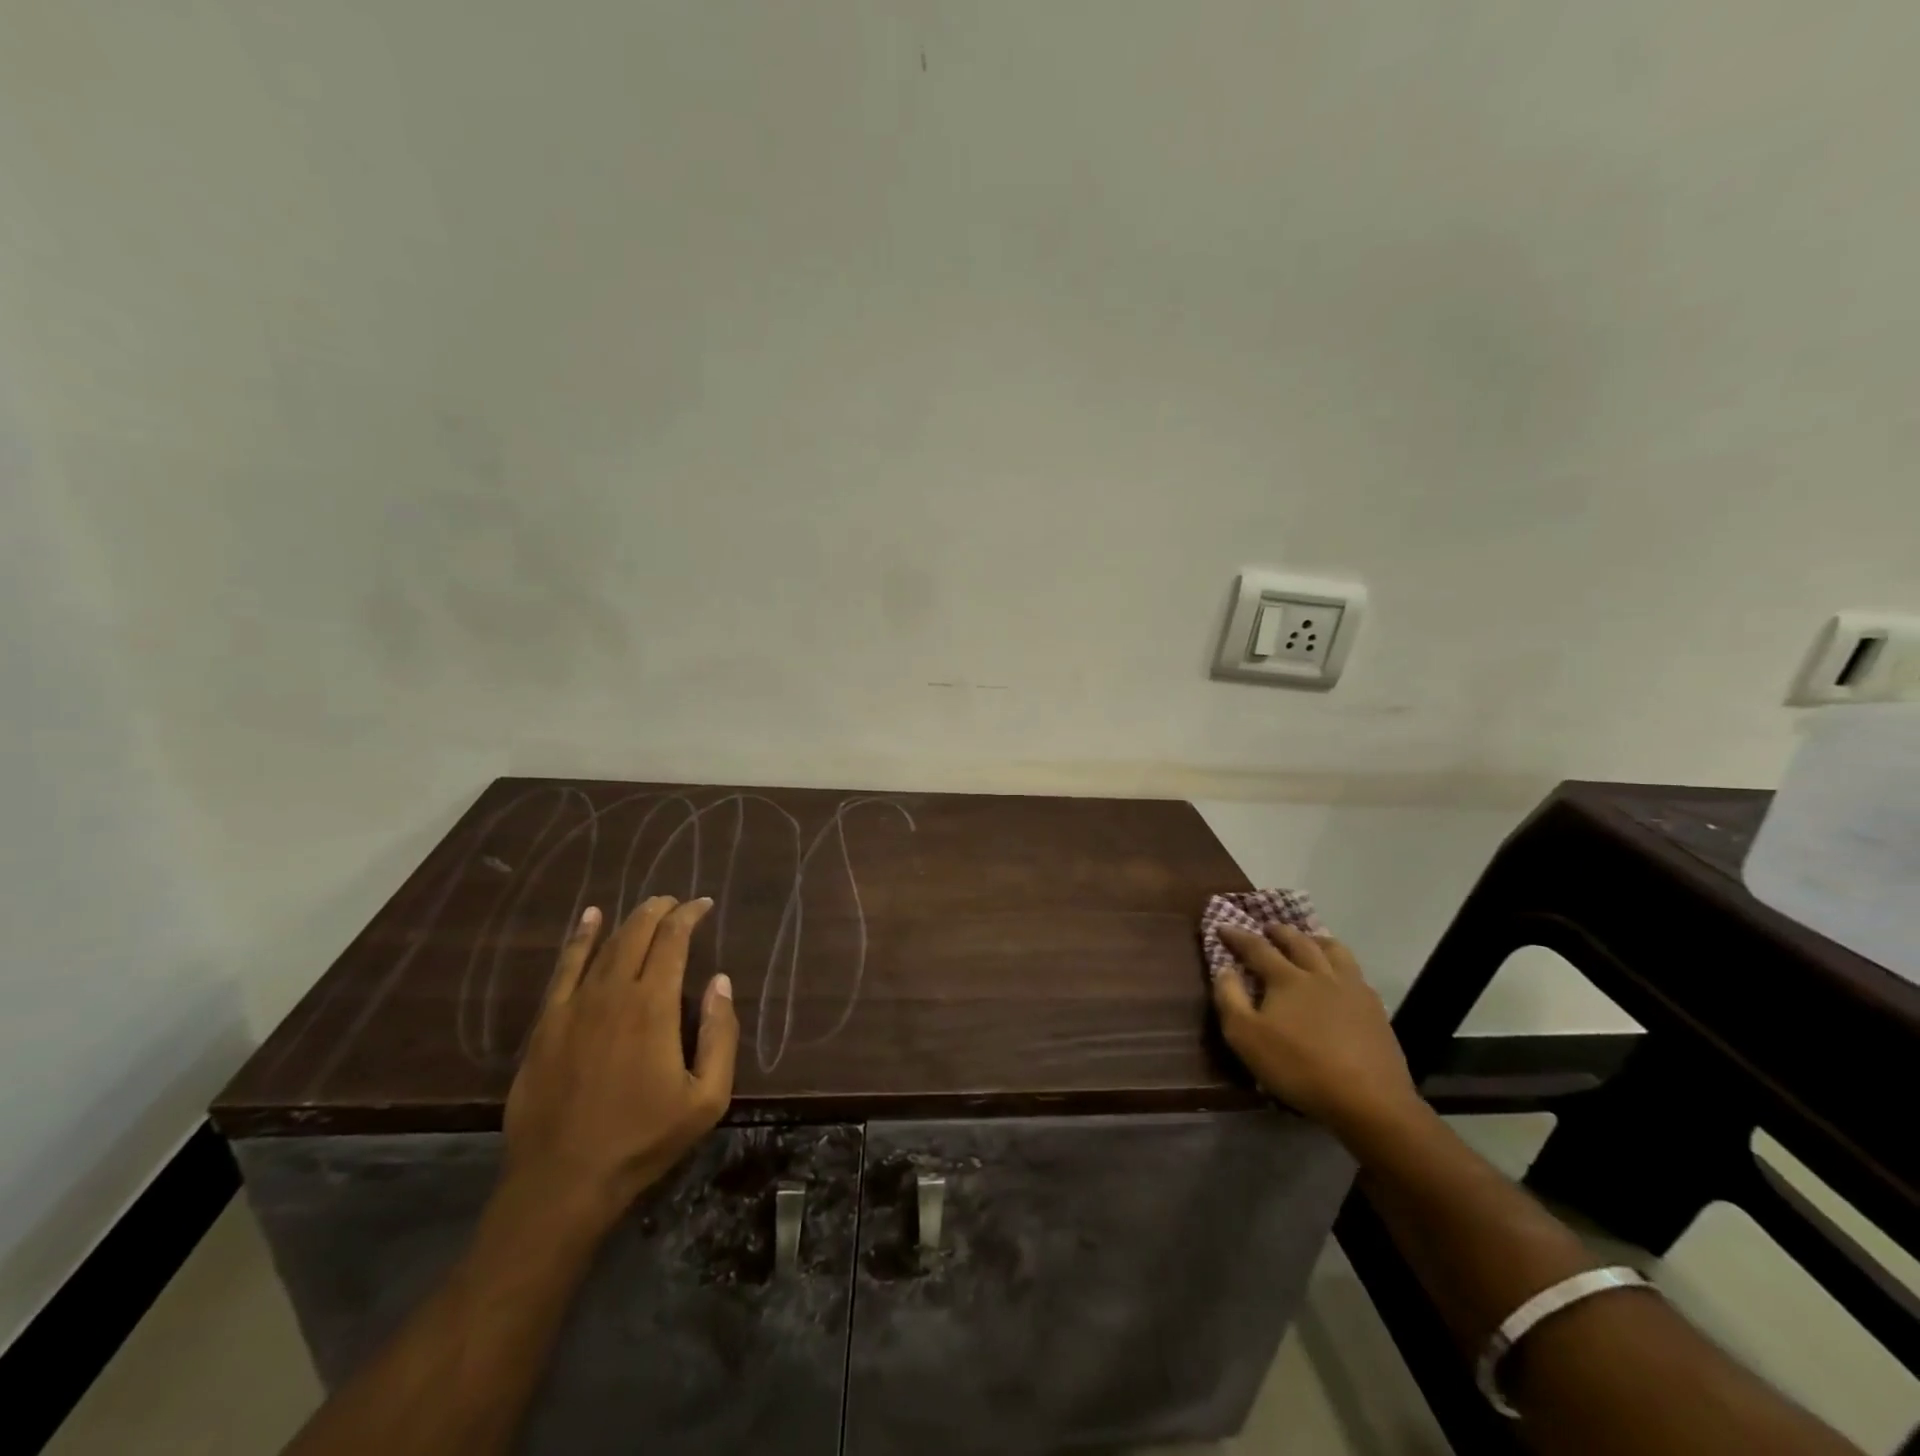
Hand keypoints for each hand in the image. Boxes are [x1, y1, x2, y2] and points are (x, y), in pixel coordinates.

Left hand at [502, 897, 738, 1234]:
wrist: (562, 1182)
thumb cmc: (643, 1140)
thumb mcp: (707, 1098)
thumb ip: (720, 1034)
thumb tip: (720, 981)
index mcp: (653, 1006)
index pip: (673, 941)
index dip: (688, 916)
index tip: (703, 905)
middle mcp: (612, 994)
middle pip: (637, 933)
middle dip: (660, 910)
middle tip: (677, 902)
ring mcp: (573, 1007)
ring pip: (603, 945)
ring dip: (627, 920)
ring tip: (647, 907)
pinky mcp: (545, 1025)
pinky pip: (564, 968)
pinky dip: (579, 939)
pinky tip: (588, 920)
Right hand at [1212, 923, 1419, 1136]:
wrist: (1368, 1100)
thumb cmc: (1299, 1067)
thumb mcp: (1246, 1037)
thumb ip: (1230, 998)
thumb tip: (1224, 969)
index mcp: (1287, 978)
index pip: (1257, 948)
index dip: (1237, 936)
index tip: (1222, 926)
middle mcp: (1320, 974)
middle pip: (1298, 942)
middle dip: (1279, 931)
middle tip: (1268, 927)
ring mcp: (1352, 989)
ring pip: (1335, 951)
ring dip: (1316, 940)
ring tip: (1309, 940)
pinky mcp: (1375, 1010)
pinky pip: (1356, 974)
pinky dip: (1342, 965)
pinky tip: (1342, 978)